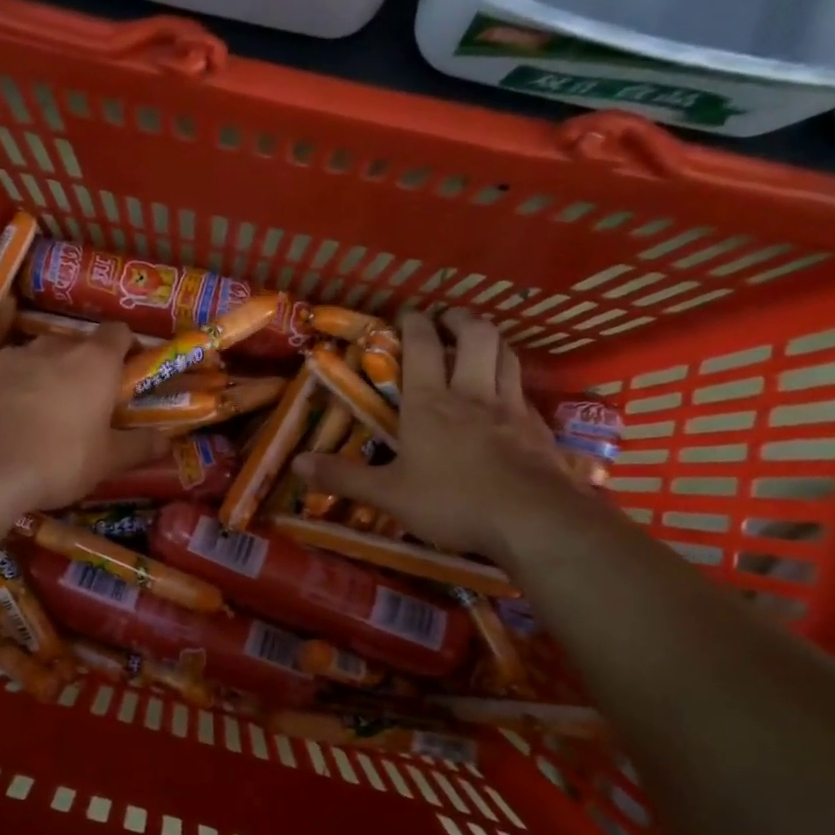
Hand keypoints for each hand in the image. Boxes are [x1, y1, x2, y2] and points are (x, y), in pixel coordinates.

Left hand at [0, 320, 169, 512]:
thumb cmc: (58, 461)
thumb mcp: (106, 461)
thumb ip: (138, 446)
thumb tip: (166, 441)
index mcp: (95, 361)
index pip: (118, 332)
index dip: (126, 348)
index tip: (127, 371)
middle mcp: (56, 347)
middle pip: (78, 344)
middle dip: (85, 366)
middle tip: (87, 401)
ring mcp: (15, 356)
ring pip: (41, 357)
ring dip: (49, 375)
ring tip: (46, 412)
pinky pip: (9, 372)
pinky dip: (16, 387)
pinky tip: (12, 418)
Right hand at [293, 310, 585, 564]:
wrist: (533, 520)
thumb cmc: (452, 502)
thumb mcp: (388, 494)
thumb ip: (343, 477)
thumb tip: (297, 463)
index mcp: (430, 404)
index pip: (422, 347)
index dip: (413, 323)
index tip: (406, 313)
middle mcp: (472, 394)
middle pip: (475, 337)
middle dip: (460, 320)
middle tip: (448, 320)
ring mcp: (510, 408)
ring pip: (506, 355)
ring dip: (491, 341)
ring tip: (479, 343)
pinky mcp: (538, 428)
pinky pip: (524, 391)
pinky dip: (512, 381)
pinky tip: (508, 395)